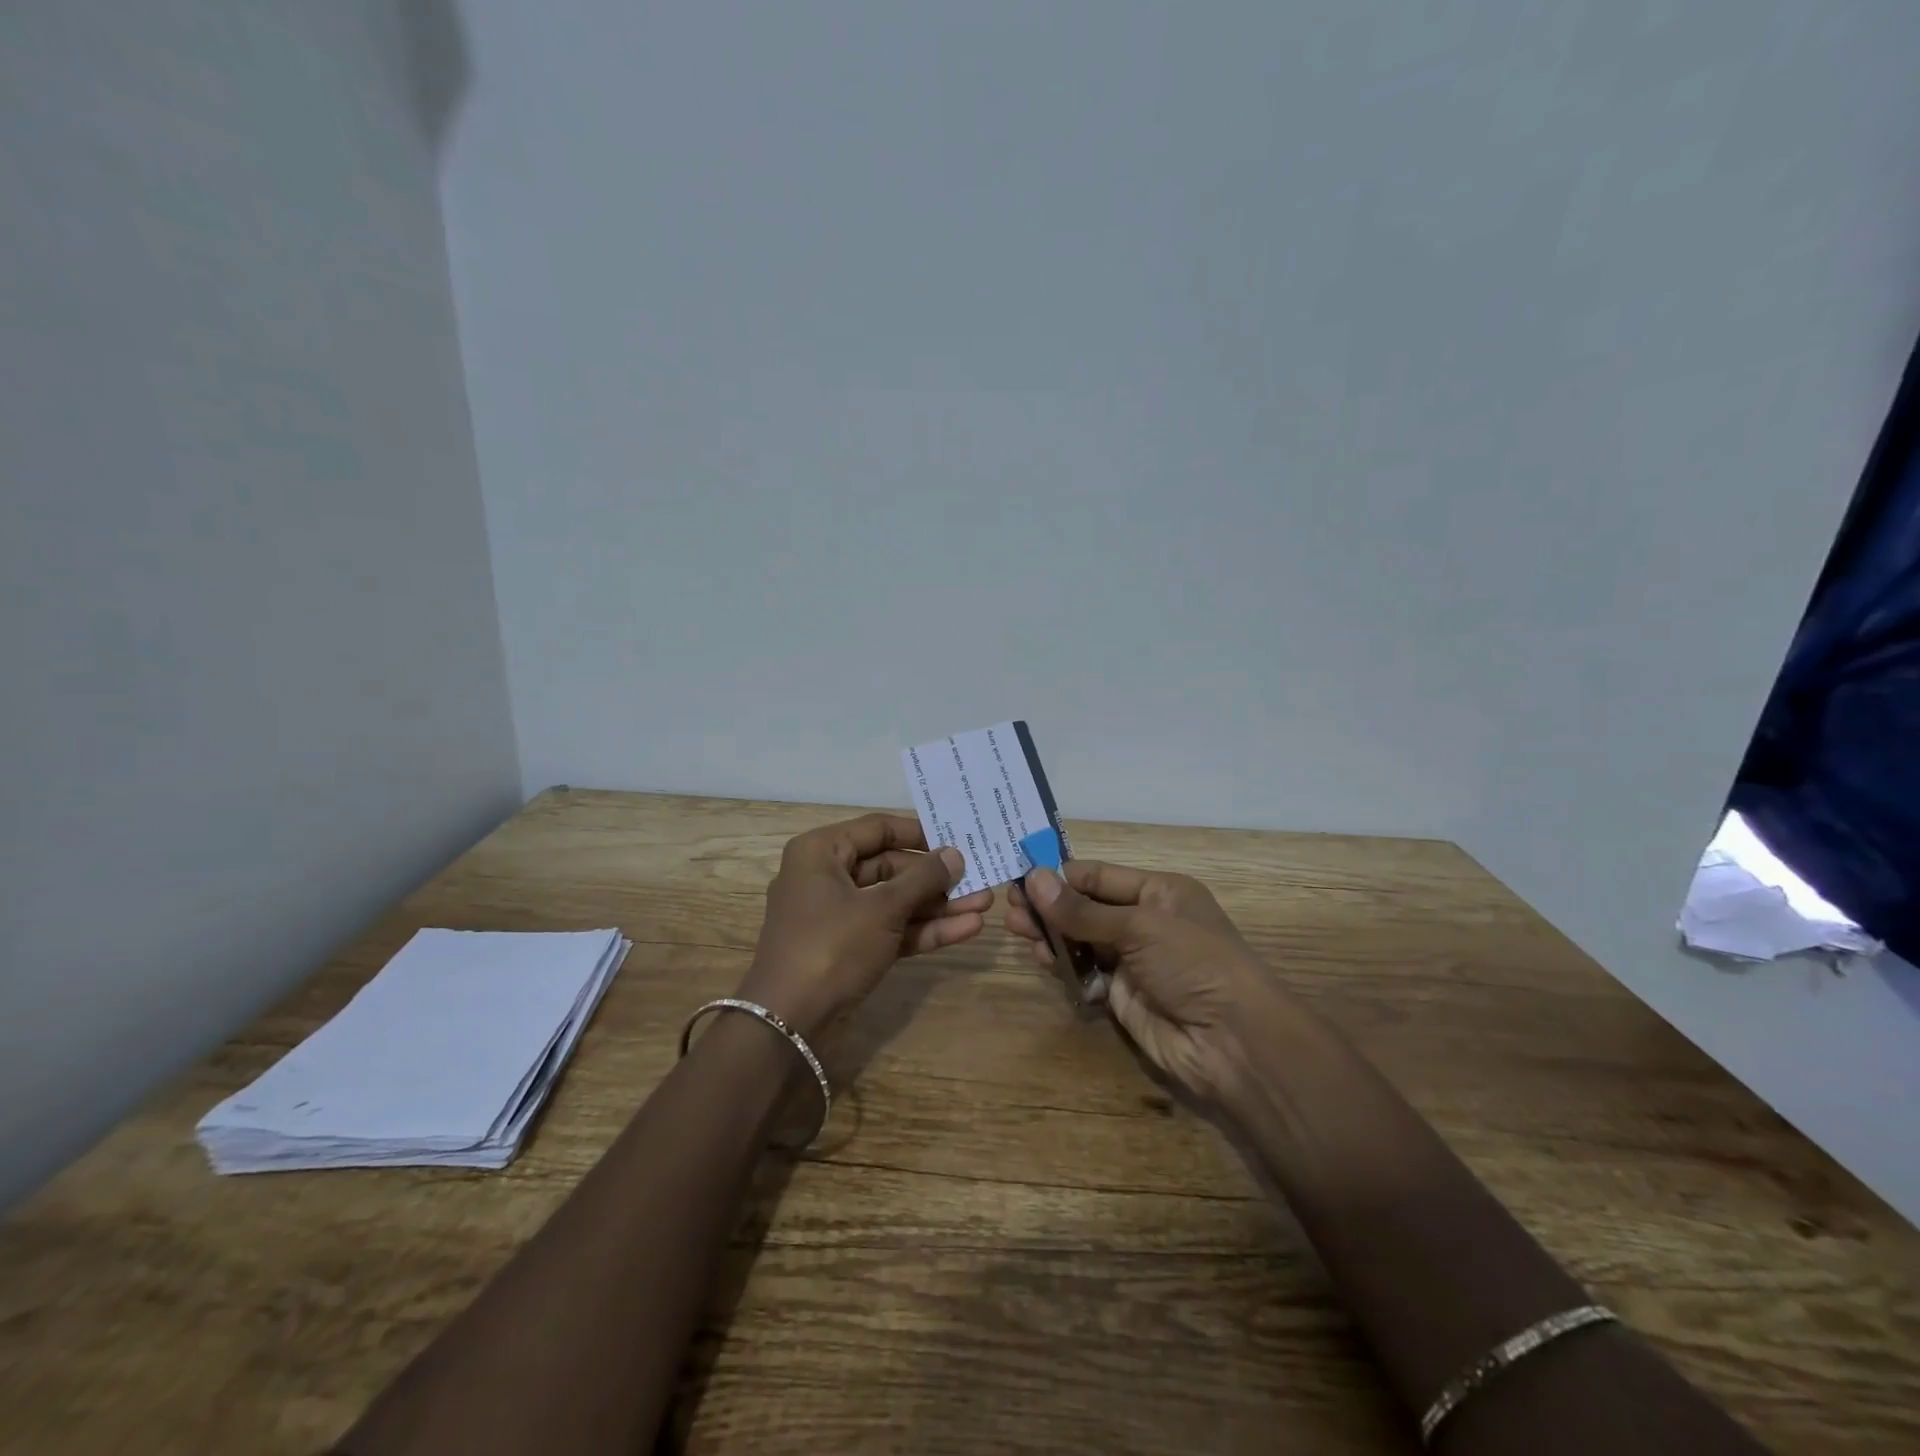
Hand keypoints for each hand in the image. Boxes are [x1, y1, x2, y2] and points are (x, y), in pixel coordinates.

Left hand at [738, 813, 991, 1037]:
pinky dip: (923, 929)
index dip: (920, 833)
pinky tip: (966, 930)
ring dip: (938, 905)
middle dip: (936, 878)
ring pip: (895, 901)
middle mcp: (827, 877)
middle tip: (980, 877)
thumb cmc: (832, 946)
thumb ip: (923, 878)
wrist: (789, 1025)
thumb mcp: (882, 908)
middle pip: (891, 867)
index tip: (958, 838)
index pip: (878, 829)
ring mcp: (838, 916)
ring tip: (985, 905)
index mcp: (821, 852)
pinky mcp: (849, 949)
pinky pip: (890, 929)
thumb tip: (955, 854)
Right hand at [1005, 860, 1301, 1107]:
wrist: (1233, 1042)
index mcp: (1158, 892)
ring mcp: (1132, 960)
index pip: (1099, 875)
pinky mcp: (1121, 996)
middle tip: (1009, 906)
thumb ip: (1082, 909)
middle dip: (1049, 905)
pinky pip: (1084, 973)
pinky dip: (1063, 966)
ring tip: (1015, 929)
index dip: (1060, 874)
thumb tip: (1033, 878)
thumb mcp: (1139, 927)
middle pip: (1085, 907)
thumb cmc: (1194, 963)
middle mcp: (1144, 921)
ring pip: (1080, 939)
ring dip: (1050, 934)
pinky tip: (1042, 959)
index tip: (1019, 873)